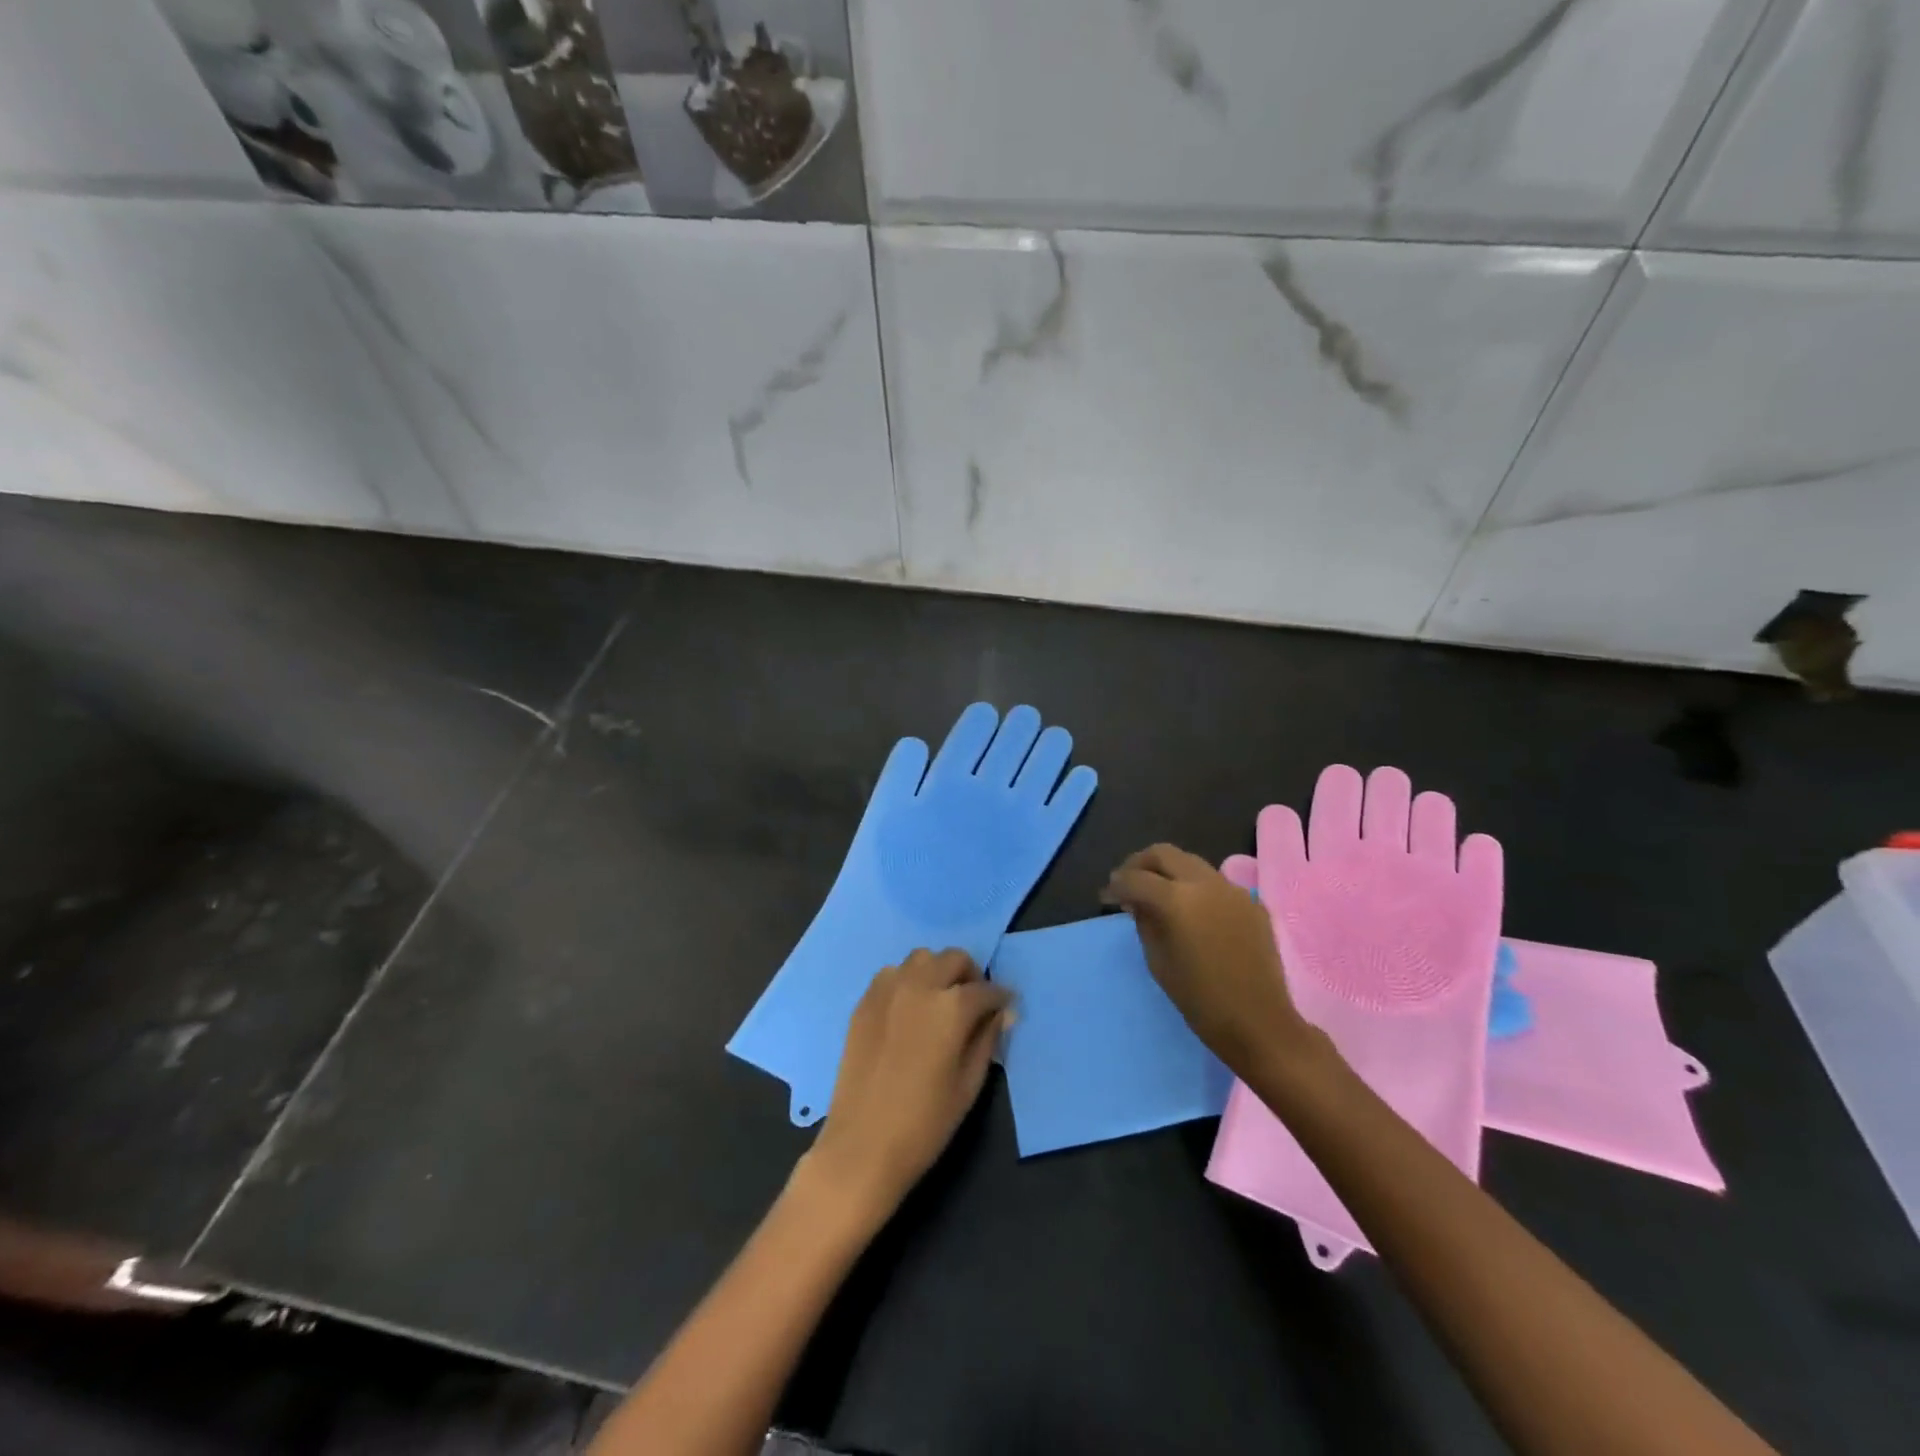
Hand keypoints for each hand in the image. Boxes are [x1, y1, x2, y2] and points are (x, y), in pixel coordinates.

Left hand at [804, 948, 1011, 1224]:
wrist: (862, 1145)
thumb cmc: (925, 1123)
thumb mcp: (969, 1085)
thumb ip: (987, 1040)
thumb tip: (1003, 1013)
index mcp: (951, 1007)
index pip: (985, 989)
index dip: (1001, 997)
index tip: (1006, 1006)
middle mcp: (919, 985)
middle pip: (953, 958)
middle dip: (970, 975)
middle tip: (974, 1002)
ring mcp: (887, 990)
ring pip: (921, 958)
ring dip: (936, 972)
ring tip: (939, 1001)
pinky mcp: (864, 1002)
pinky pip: (891, 974)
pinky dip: (907, 980)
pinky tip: (909, 1010)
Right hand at [1102, 843, 1317, 1078]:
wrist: (1260, 1024)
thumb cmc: (1200, 1000)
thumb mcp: (1158, 962)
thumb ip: (1144, 922)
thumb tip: (1137, 902)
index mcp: (1177, 900)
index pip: (1135, 878)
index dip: (1116, 885)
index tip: (1106, 897)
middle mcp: (1205, 883)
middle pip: (1164, 853)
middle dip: (1140, 864)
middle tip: (1127, 883)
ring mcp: (1233, 890)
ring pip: (1192, 863)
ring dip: (1169, 871)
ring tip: (1157, 893)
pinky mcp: (1252, 903)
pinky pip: (1216, 884)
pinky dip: (1195, 888)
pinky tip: (1191, 912)